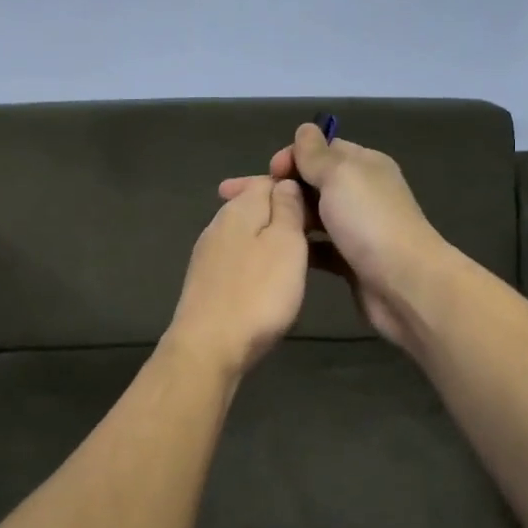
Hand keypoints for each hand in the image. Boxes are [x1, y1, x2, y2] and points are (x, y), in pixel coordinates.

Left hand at [165, 178, 309, 377]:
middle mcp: (219, 223)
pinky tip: (269, 279)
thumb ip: (288, 209)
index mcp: (239, 208)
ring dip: (270, 240)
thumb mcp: (286, 244)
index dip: (296, 189)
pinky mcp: (206, 280)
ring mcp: (208, 253)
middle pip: (255, 206)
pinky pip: (238, 257)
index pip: (269, 180)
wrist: (209, 347)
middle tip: (315, 235)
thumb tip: (286, 182)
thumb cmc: (258, 294)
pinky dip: (257, 261)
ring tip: (298, 259)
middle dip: (283, 214)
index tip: (321, 210)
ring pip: (247, 233)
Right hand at [219, 126, 451, 351]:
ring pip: (312, 216)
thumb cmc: (369, 222)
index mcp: (363, 166)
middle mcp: (360, 193)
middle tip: (236, 198)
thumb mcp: (340, 175)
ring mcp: (356, 229)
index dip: (292, 157)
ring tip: (247, 225)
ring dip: (285, 216)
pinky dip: (298, 245)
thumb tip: (304, 129)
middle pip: (312, 183)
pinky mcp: (350, 261)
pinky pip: (317, 247)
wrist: (404, 284)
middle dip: (278, 187)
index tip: (268, 172)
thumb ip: (316, 154)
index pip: (322, 150)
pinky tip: (272, 250)